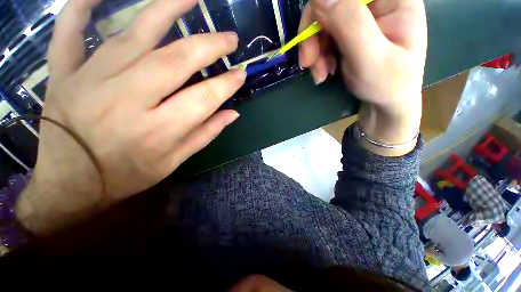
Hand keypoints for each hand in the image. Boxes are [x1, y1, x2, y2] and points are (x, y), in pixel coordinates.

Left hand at [16, 0, 245, 234]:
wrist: (70, 184)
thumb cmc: (127, 176)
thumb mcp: (174, 162)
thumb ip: (206, 134)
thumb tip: (233, 113)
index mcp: (158, 130)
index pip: (204, 98)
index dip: (227, 84)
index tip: (241, 73)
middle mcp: (127, 100)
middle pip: (176, 61)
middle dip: (209, 46)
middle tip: (230, 39)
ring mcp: (90, 80)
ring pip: (133, 35)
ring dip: (167, 10)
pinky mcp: (64, 74)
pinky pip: (70, 31)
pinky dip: (82, 6)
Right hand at [299, 0, 426, 154]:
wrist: (385, 105)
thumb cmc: (387, 85)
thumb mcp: (371, 58)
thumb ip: (350, 24)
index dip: (322, 7)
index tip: (311, 37)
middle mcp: (375, 2)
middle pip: (330, 4)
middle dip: (313, 35)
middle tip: (308, 63)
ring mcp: (360, 18)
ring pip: (322, 23)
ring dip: (314, 51)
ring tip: (320, 74)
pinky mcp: (348, 34)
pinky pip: (323, 38)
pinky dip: (318, 56)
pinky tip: (323, 72)